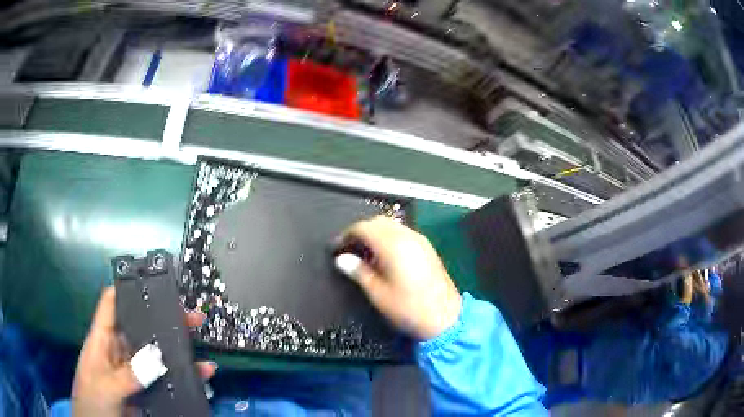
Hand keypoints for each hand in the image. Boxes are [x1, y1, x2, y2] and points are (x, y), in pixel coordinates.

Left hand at [72, 287, 215, 416]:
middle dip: (164, 320)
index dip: (128, 289)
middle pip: (141, 328)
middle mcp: (119, 352)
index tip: (152, 282)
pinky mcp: (146, 391)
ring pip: (157, 356)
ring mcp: (134, 373)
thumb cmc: (92, 402)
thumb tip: (157, 356)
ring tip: (199, 344)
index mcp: (102, 341)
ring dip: (178, 350)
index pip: (111, 304)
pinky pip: (166, 379)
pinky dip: (184, 376)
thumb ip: (129, 374)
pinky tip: (200, 374)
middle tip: (190, 316)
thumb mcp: (106, 387)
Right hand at [335, 216, 461, 339]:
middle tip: (349, 248)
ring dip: (375, 232)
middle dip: (361, 231)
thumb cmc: (409, 309)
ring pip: (392, 225)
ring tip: (364, 253)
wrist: (445, 318)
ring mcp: (420, 241)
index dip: (347, 234)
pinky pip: (403, 232)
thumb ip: (359, 272)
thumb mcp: (378, 294)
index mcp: (393, 246)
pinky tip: (384, 255)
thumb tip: (342, 260)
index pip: (364, 227)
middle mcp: (408, 237)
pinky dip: (389, 237)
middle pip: (378, 221)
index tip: (337, 247)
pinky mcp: (427, 247)